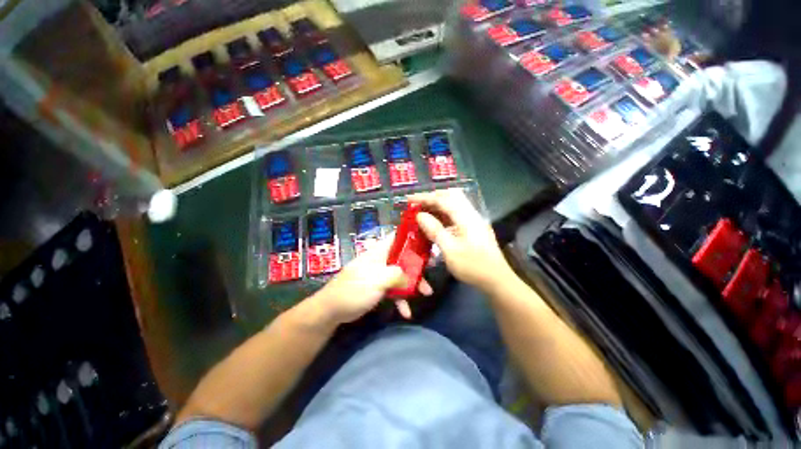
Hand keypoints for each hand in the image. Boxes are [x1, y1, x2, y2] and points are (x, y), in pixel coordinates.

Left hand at [309, 235, 432, 325]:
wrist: (332, 310)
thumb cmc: (354, 289)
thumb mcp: (378, 279)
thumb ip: (397, 274)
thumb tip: (411, 276)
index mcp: (379, 252)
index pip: (397, 237)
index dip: (412, 236)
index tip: (427, 240)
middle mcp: (381, 260)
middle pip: (404, 258)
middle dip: (418, 266)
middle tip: (431, 272)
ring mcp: (380, 274)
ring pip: (401, 275)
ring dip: (413, 284)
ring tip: (426, 294)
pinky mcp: (378, 288)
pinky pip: (394, 290)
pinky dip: (401, 299)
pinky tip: (406, 312)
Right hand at [410, 189, 513, 292]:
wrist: (497, 281)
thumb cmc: (473, 267)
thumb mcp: (450, 250)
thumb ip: (435, 230)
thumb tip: (420, 215)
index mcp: (467, 218)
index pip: (444, 200)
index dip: (425, 197)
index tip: (409, 199)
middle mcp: (471, 214)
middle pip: (451, 196)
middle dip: (433, 197)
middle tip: (417, 204)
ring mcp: (474, 221)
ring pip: (454, 204)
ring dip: (438, 205)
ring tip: (423, 211)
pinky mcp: (474, 228)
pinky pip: (456, 214)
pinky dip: (444, 214)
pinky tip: (436, 223)